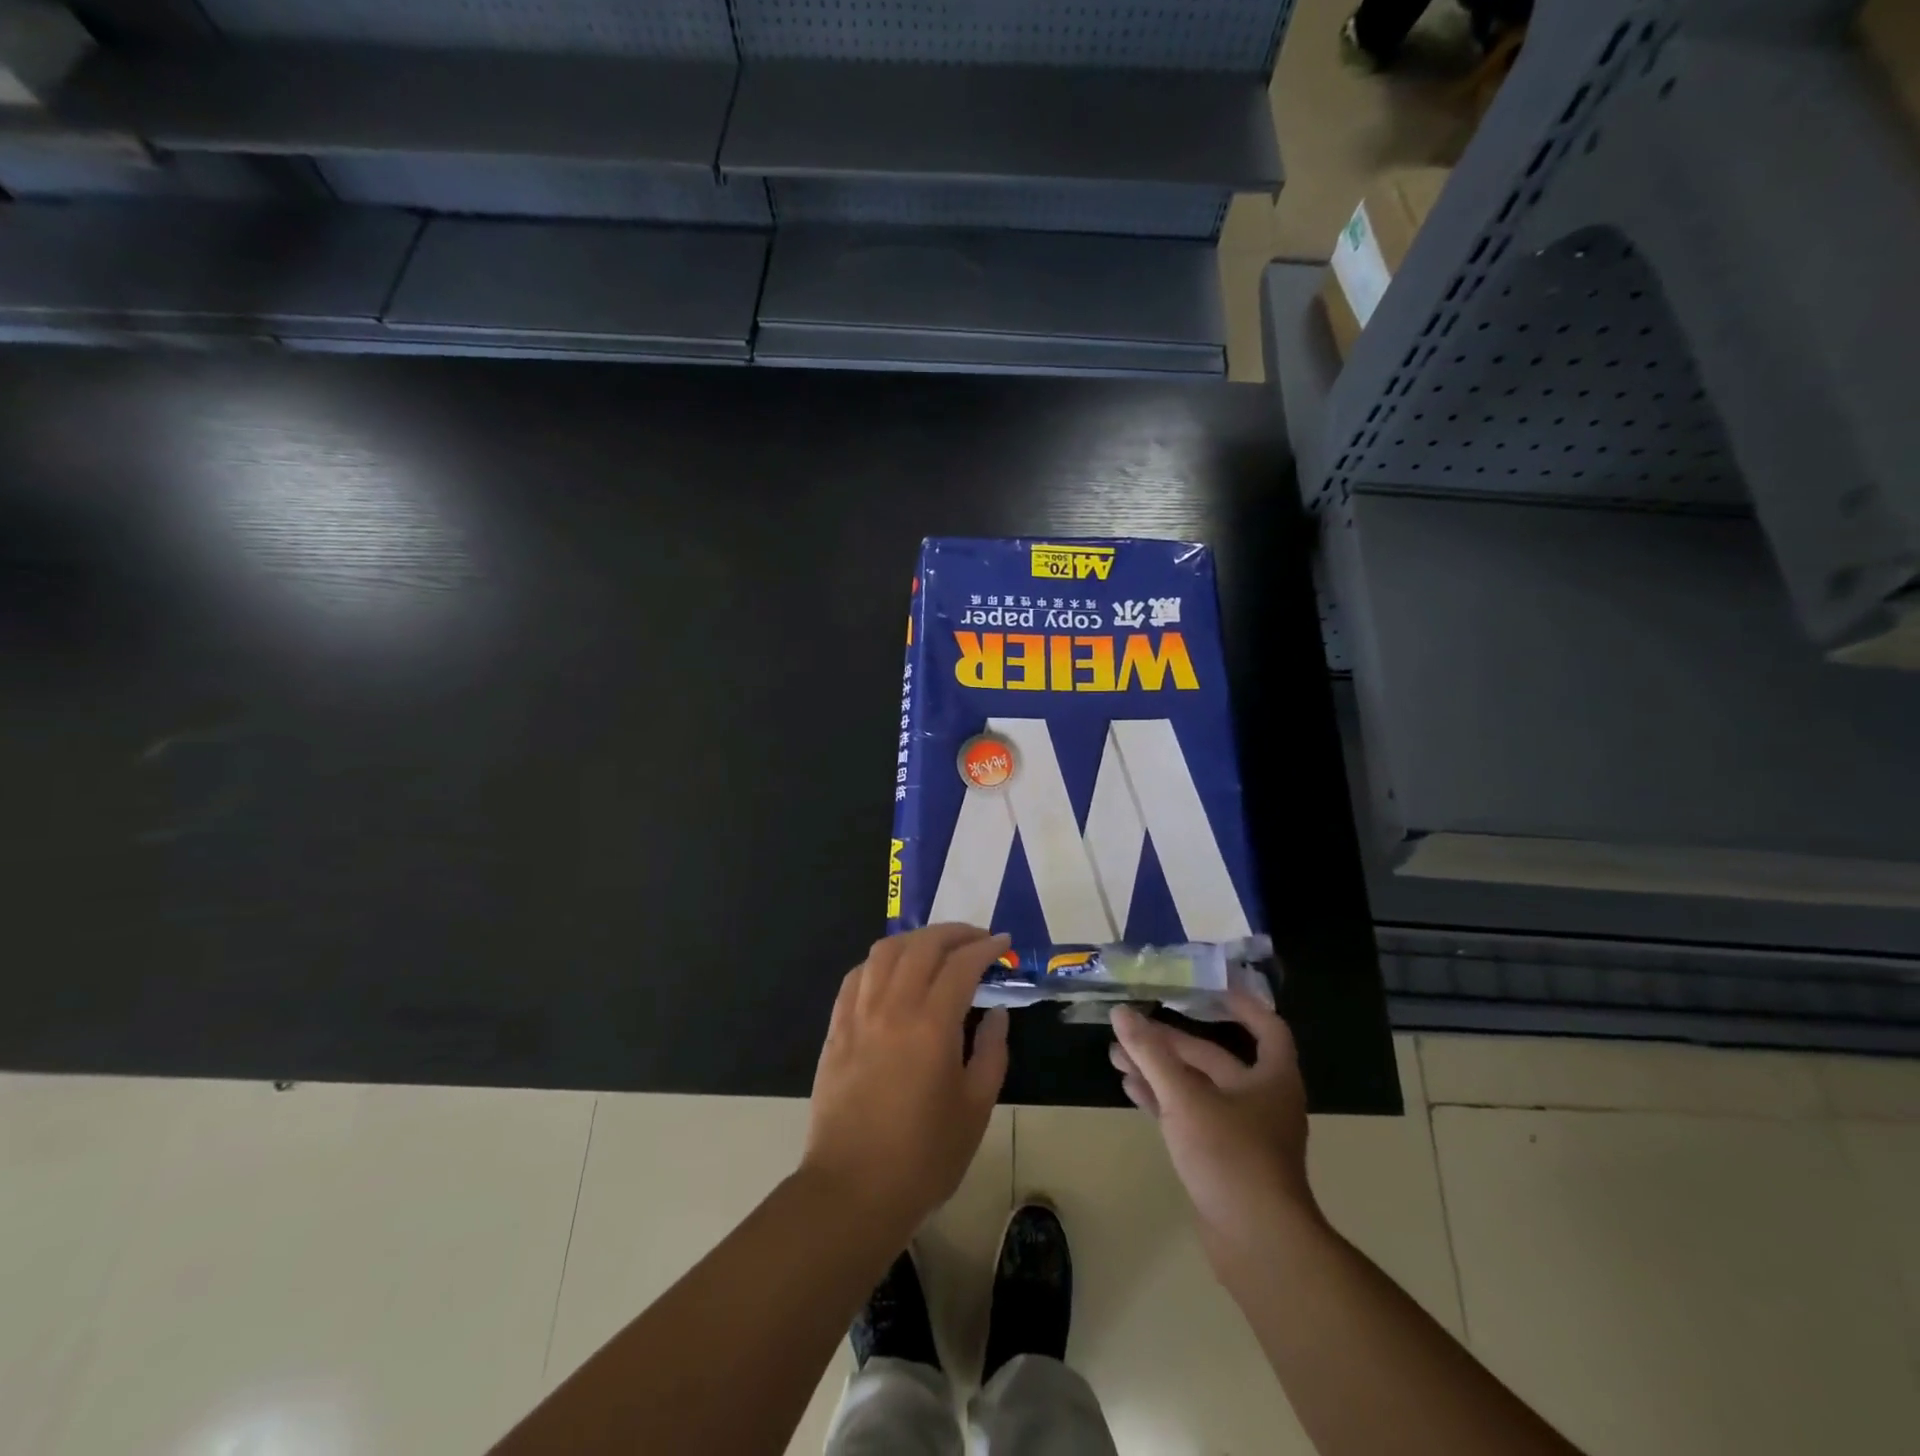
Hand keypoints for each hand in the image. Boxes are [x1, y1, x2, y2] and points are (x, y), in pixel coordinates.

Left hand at [801, 925, 1011, 1242]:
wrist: (853, 1190)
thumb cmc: (924, 1156)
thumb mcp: (975, 1109)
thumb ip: (991, 1053)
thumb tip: (997, 1014)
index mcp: (932, 1025)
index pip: (961, 964)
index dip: (986, 947)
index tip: (1004, 943)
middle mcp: (893, 1007)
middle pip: (922, 946)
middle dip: (954, 933)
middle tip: (977, 939)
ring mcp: (859, 1014)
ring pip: (885, 952)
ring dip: (916, 939)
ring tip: (937, 947)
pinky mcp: (836, 1028)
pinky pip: (857, 976)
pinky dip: (880, 962)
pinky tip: (893, 972)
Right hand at [1110, 993, 1318, 1273]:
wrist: (1257, 1245)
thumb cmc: (1231, 1156)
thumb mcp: (1185, 1097)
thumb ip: (1151, 1054)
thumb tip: (1121, 1013)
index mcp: (1271, 1077)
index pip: (1267, 1026)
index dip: (1241, 1004)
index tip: (1208, 986)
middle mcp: (1262, 1099)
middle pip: (1214, 1057)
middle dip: (1170, 1042)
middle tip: (1130, 1028)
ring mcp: (1242, 1132)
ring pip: (1197, 1087)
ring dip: (1159, 1070)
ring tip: (1117, 1056)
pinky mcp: (1223, 1158)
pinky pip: (1190, 1115)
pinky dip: (1163, 1099)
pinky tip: (1130, 1089)